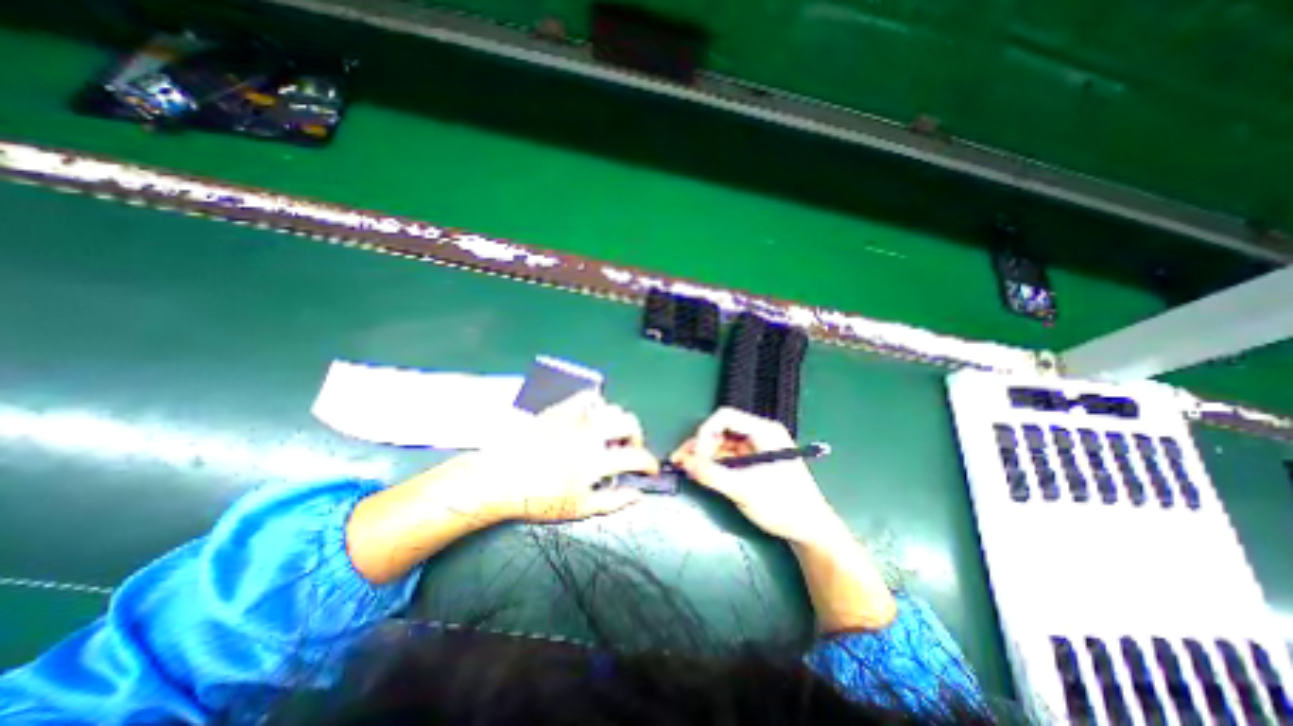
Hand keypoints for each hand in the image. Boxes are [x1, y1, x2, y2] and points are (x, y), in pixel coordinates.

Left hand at [449, 394, 665, 524]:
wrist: (499, 478)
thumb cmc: (539, 498)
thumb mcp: (578, 508)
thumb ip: (613, 501)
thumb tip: (638, 496)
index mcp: (596, 460)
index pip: (637, 456)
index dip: (649, 463)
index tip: (649, 470)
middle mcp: (590, 433)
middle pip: (629, 424)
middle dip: (637, 438)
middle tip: (628, 451)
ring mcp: (575, 417)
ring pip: (612, 408)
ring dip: (618, 423)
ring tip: (608, 436)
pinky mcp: (561, 408)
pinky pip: (588, 397)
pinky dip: (597, 406)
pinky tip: (591, 418)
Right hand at [667, 408, 849, 543]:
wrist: (810, 530)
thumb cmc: (783, 506)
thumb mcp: (744, 489)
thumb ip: (712, 474)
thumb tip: (684, 462)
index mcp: (763, 431)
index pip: (725, 417)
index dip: (705, 432)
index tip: (696, 455)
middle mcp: (759, 434)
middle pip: (721, 430)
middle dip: (700, 445)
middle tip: (681, 462)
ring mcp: (756, 448)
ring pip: (721, 443)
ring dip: (703, 455)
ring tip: (684, 468)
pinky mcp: (753, 461)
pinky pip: (727, 456)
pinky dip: (712, 464)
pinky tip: (700, 472)